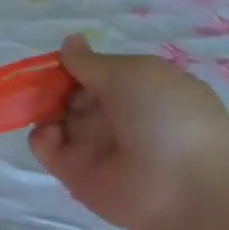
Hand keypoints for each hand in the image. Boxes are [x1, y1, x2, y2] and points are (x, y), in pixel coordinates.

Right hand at [29, 34, 228, 229]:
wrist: (186, 188)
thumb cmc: (167, 118)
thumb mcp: (133, 74)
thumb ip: (91, 61)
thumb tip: (70, 41)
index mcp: (138, 91)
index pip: (95, 73)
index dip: (74, 66)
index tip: (60, 64)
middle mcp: (115, 116)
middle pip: (69, 94)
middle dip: (53, 86)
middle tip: (47, 87)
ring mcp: (94, 145)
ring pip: (54, 118)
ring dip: (43, 109)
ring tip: (46, 111)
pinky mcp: (74, 171)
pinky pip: (46, 146)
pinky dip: (41, 137)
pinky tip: (51, 134)